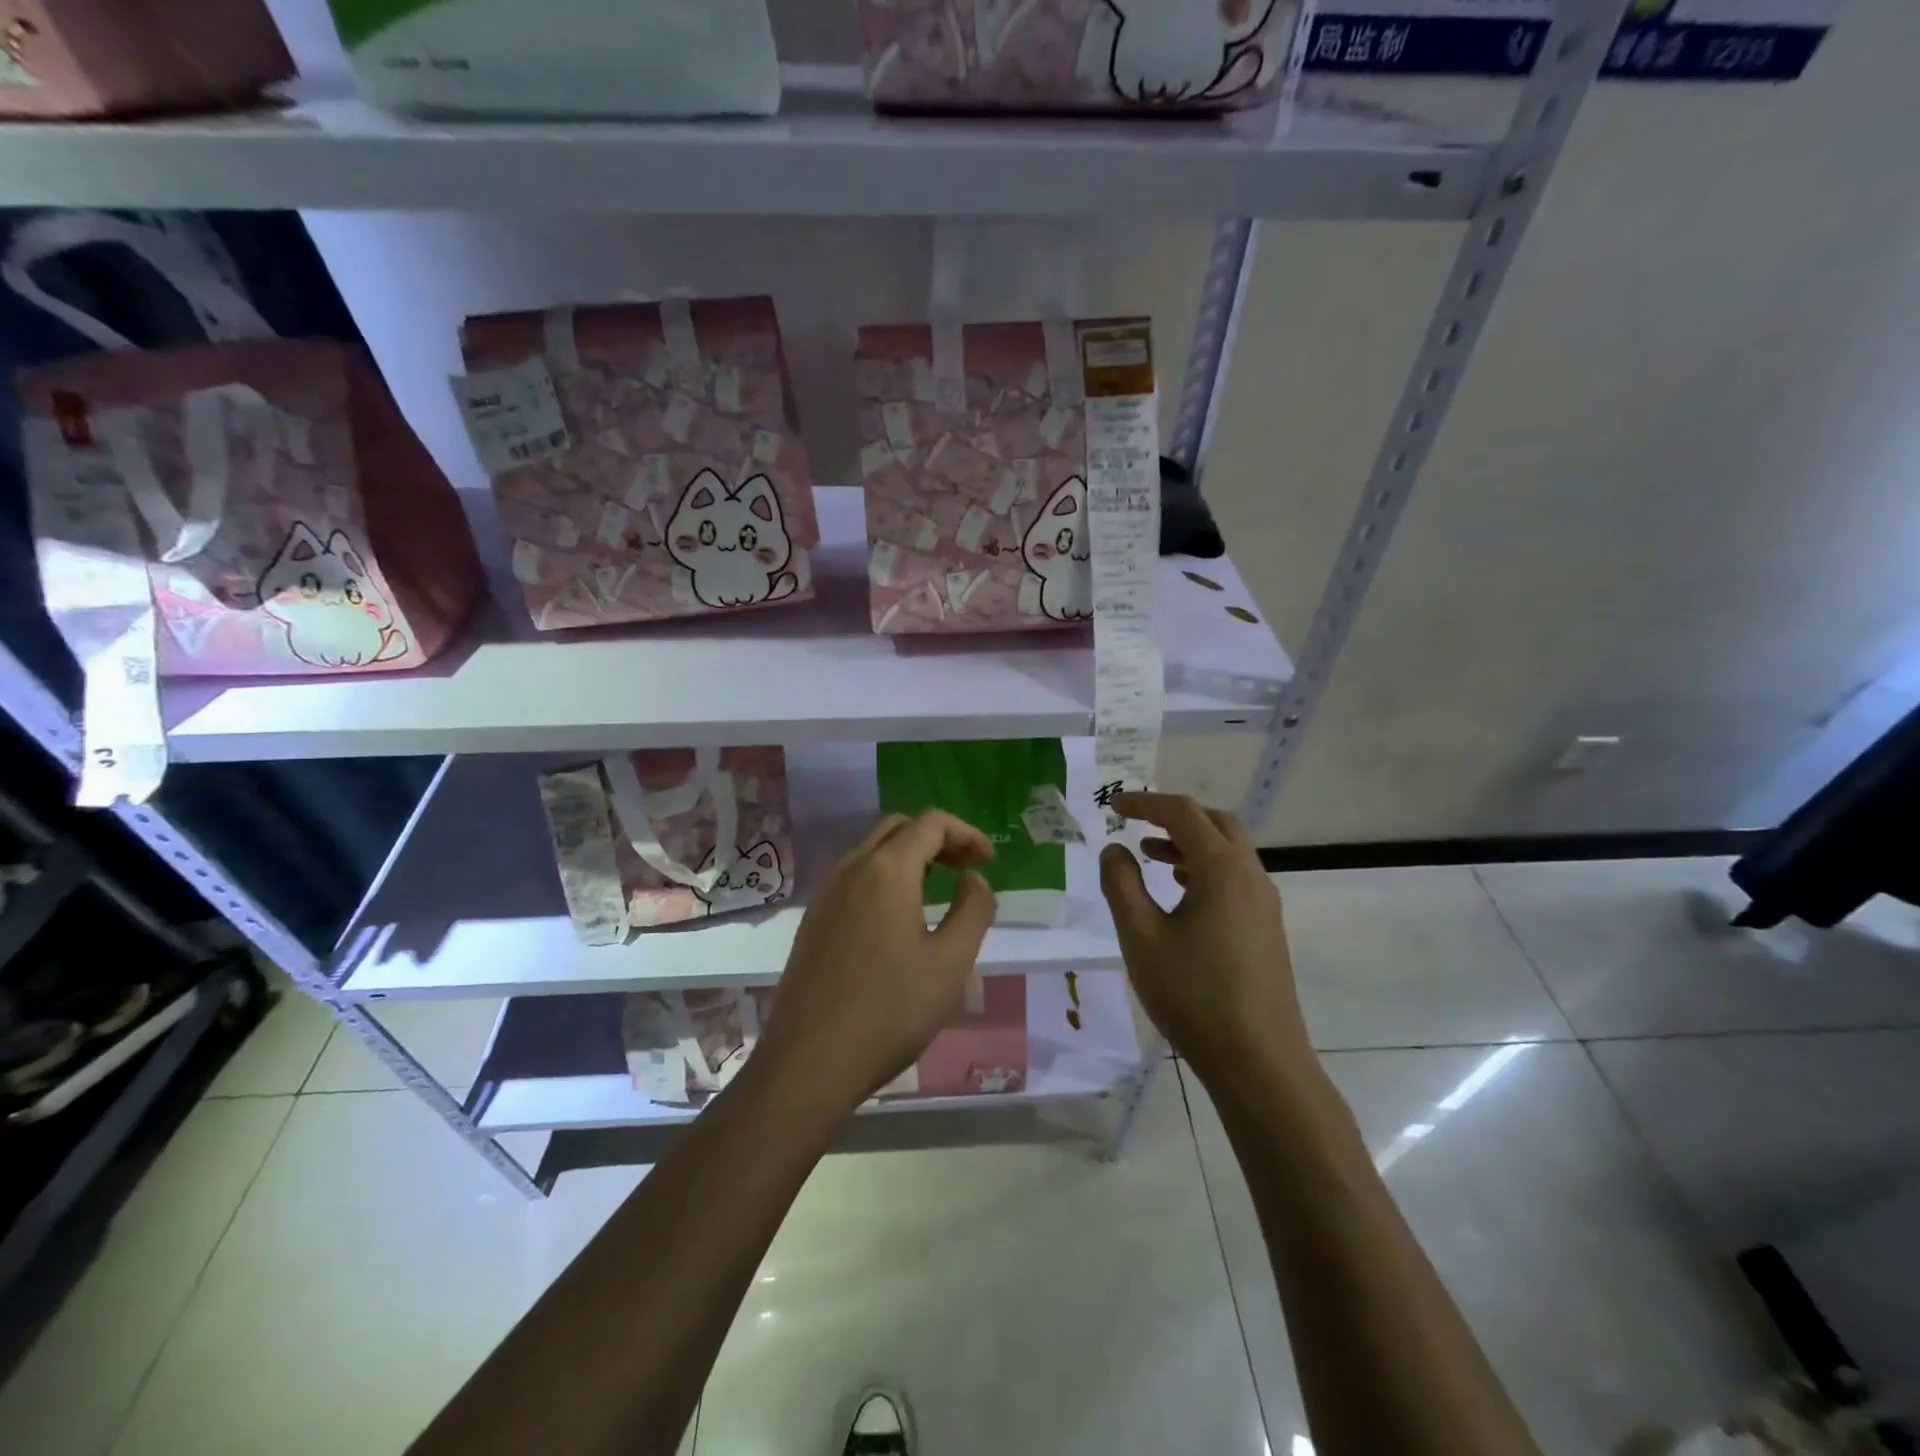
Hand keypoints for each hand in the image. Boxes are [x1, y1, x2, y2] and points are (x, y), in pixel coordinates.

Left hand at [755, 811, 996, 1118]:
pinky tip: (897, 916)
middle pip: (898, 828)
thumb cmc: (890, 1011)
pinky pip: (854, 877)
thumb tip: (973, 879)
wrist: (810, 1061)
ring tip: (937, 889)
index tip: (988, 862)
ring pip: (872, 850)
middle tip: (966, 869)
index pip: (931, 823)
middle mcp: (851, 868)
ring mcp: (826, 893)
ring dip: (909, 856)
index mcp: (887, 870)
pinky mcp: (813, 919)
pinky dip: (884, 876)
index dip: (966, 833)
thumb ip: (973, 910)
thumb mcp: (951, 963)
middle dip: (937, 838)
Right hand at [1099, 793, 1309, 1080]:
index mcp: (1222, 869)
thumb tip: (1114, 849)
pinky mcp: (1267, 928)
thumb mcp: (1141, 937)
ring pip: (1228, 851)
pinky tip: (1180, 893)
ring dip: (1190, 843)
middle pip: (1215, 823)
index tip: (1112, 806)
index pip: (1182, 813)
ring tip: (1150, 855)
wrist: (1258, 1062)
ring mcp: (1264, 903)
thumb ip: (1121, 885)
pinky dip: (1205, 868)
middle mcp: (1250, 875)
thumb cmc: (1193, 995)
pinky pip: (1235, 878)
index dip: (1144, 803)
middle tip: (1136, 824)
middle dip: (1174, 816)